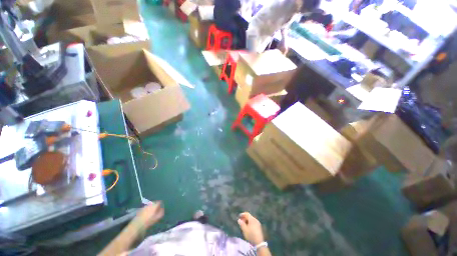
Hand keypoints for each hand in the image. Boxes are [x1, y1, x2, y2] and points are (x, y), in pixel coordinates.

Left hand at [134, 201, 163, 228]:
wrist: (138, 224)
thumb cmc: (149, 221)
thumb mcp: (157, 218)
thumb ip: (161, 213)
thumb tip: (162, 209)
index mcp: (155, 205)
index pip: (159, 202)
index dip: (161, 205)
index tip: (161, 209)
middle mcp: (150, 204)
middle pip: (154, 203)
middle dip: (156, 206)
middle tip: (156, 211)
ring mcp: (145, 206)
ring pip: (150, 205)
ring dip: (151, 208)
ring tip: (151, 214)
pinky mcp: (140, 209)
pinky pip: (146, 208)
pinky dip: (147, 210)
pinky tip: (146, 215)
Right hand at [237, 212, 264, 244]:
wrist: (259, 242)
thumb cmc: (251, 235)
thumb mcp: (245, 230)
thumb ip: (241, 224)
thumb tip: (239, 220)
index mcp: (252, 219)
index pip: (246, 214)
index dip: (242, 214)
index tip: (239, 216)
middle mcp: (255, 219)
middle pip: (249, 216)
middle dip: (244, 218)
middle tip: (241, 222)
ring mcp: (258, 223)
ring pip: (251, 220)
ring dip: (247, 221)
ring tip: (244, 225)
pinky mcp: (259, 227)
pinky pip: (253, 223)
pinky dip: (250, 223)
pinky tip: (248, 228)